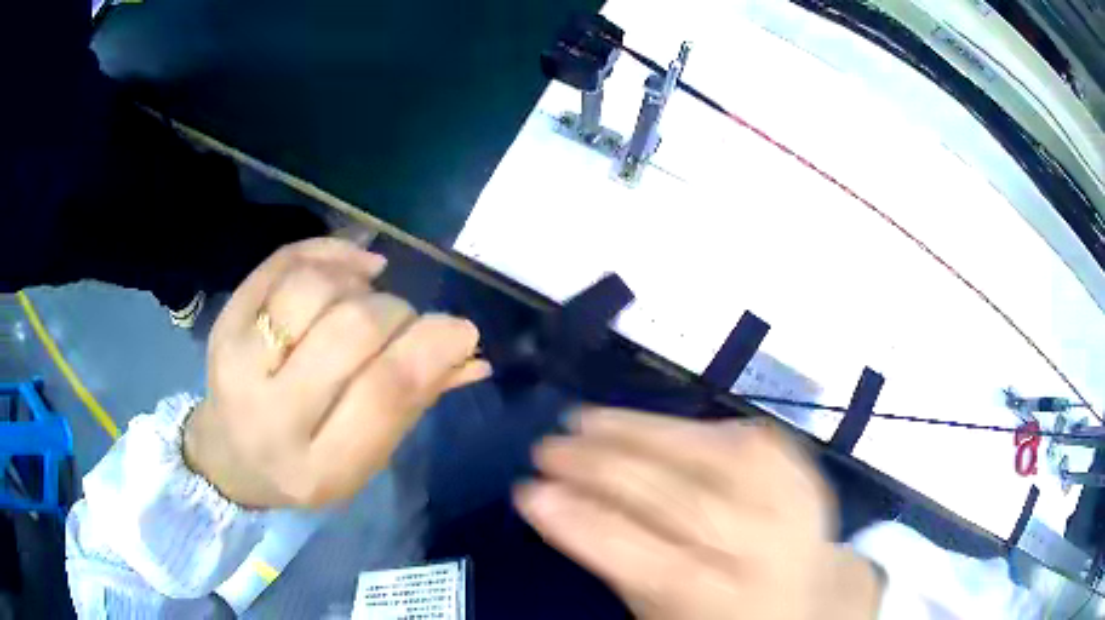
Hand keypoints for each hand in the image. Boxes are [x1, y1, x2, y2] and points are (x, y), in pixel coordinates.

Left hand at [183, 238, 489, 508]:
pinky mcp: (225, 322)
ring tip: (368, 295)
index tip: (460, 328)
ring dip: (358, 283)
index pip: (385, 393)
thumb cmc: (304, 467)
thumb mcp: (363, 459)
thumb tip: (471, 354)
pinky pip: (281, 263)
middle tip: (403, 321)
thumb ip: (412, 404)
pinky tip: (351, 267)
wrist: (229, 456)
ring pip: (312, 288)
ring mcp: (237, 362)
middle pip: (350, 330)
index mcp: (319, 467)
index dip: (432, 349)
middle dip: (395, 313)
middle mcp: (271, 416)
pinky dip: (327, 252)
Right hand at [515, 409, 881, 619]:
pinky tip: (646, 423)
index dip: (581, 524)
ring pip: (710, 455)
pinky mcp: (801, 467)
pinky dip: (686, 426)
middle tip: (548, 448)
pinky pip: (739, 436)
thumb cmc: (717, 613)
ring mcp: (791, 499)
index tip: (528, 493)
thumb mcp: (660, 611)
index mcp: (720, 598)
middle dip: (601, 468)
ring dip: (637, 432)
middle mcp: (763, 547)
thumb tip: (556, 505)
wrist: (805, 598)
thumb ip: (616, 562)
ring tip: (583, 419)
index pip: (644, 558)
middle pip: (678, 499)